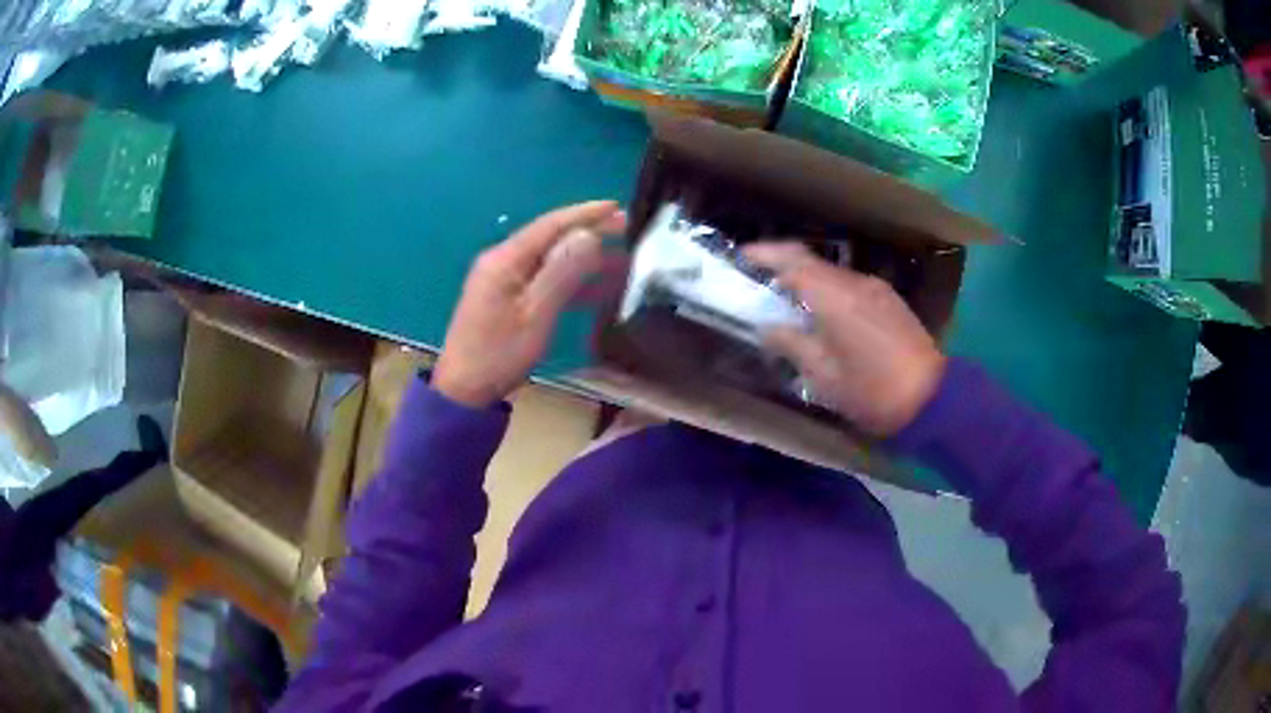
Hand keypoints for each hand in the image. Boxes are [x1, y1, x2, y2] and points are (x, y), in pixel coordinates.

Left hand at [433, 201, 627, 407]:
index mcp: (506, 258)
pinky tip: (597, 286)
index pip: (551, 224)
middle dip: (589, 232)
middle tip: (628, 230)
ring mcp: (504, 280)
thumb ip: (562, 272)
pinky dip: (571, 280)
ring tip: (622, 258)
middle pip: (551, 238)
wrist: (464, 390)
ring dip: (585, 258)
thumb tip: (588, 235)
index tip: (619, 208)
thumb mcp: (535, 314)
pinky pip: (544, 279)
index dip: (586, 214)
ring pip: (551, 259)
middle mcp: (503, 261)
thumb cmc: (499, 354)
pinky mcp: (508, 298)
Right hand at [743, 242, 945, 437]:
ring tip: (791, 305)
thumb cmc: (872, 391)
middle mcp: (856, 282)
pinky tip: (826, 318)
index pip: (793, 260)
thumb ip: (791, 344)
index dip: (765, 254)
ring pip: (834, 276)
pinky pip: (851, 287)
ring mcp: (877, 289)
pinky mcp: (890, 301)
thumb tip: (768, 327)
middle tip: (760, 284)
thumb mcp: (823, 376)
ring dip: (809, 283)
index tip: (742, 256)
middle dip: (784, 268)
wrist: (931, 400)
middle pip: (813, 263)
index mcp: (836, 297)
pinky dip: (831, 293)